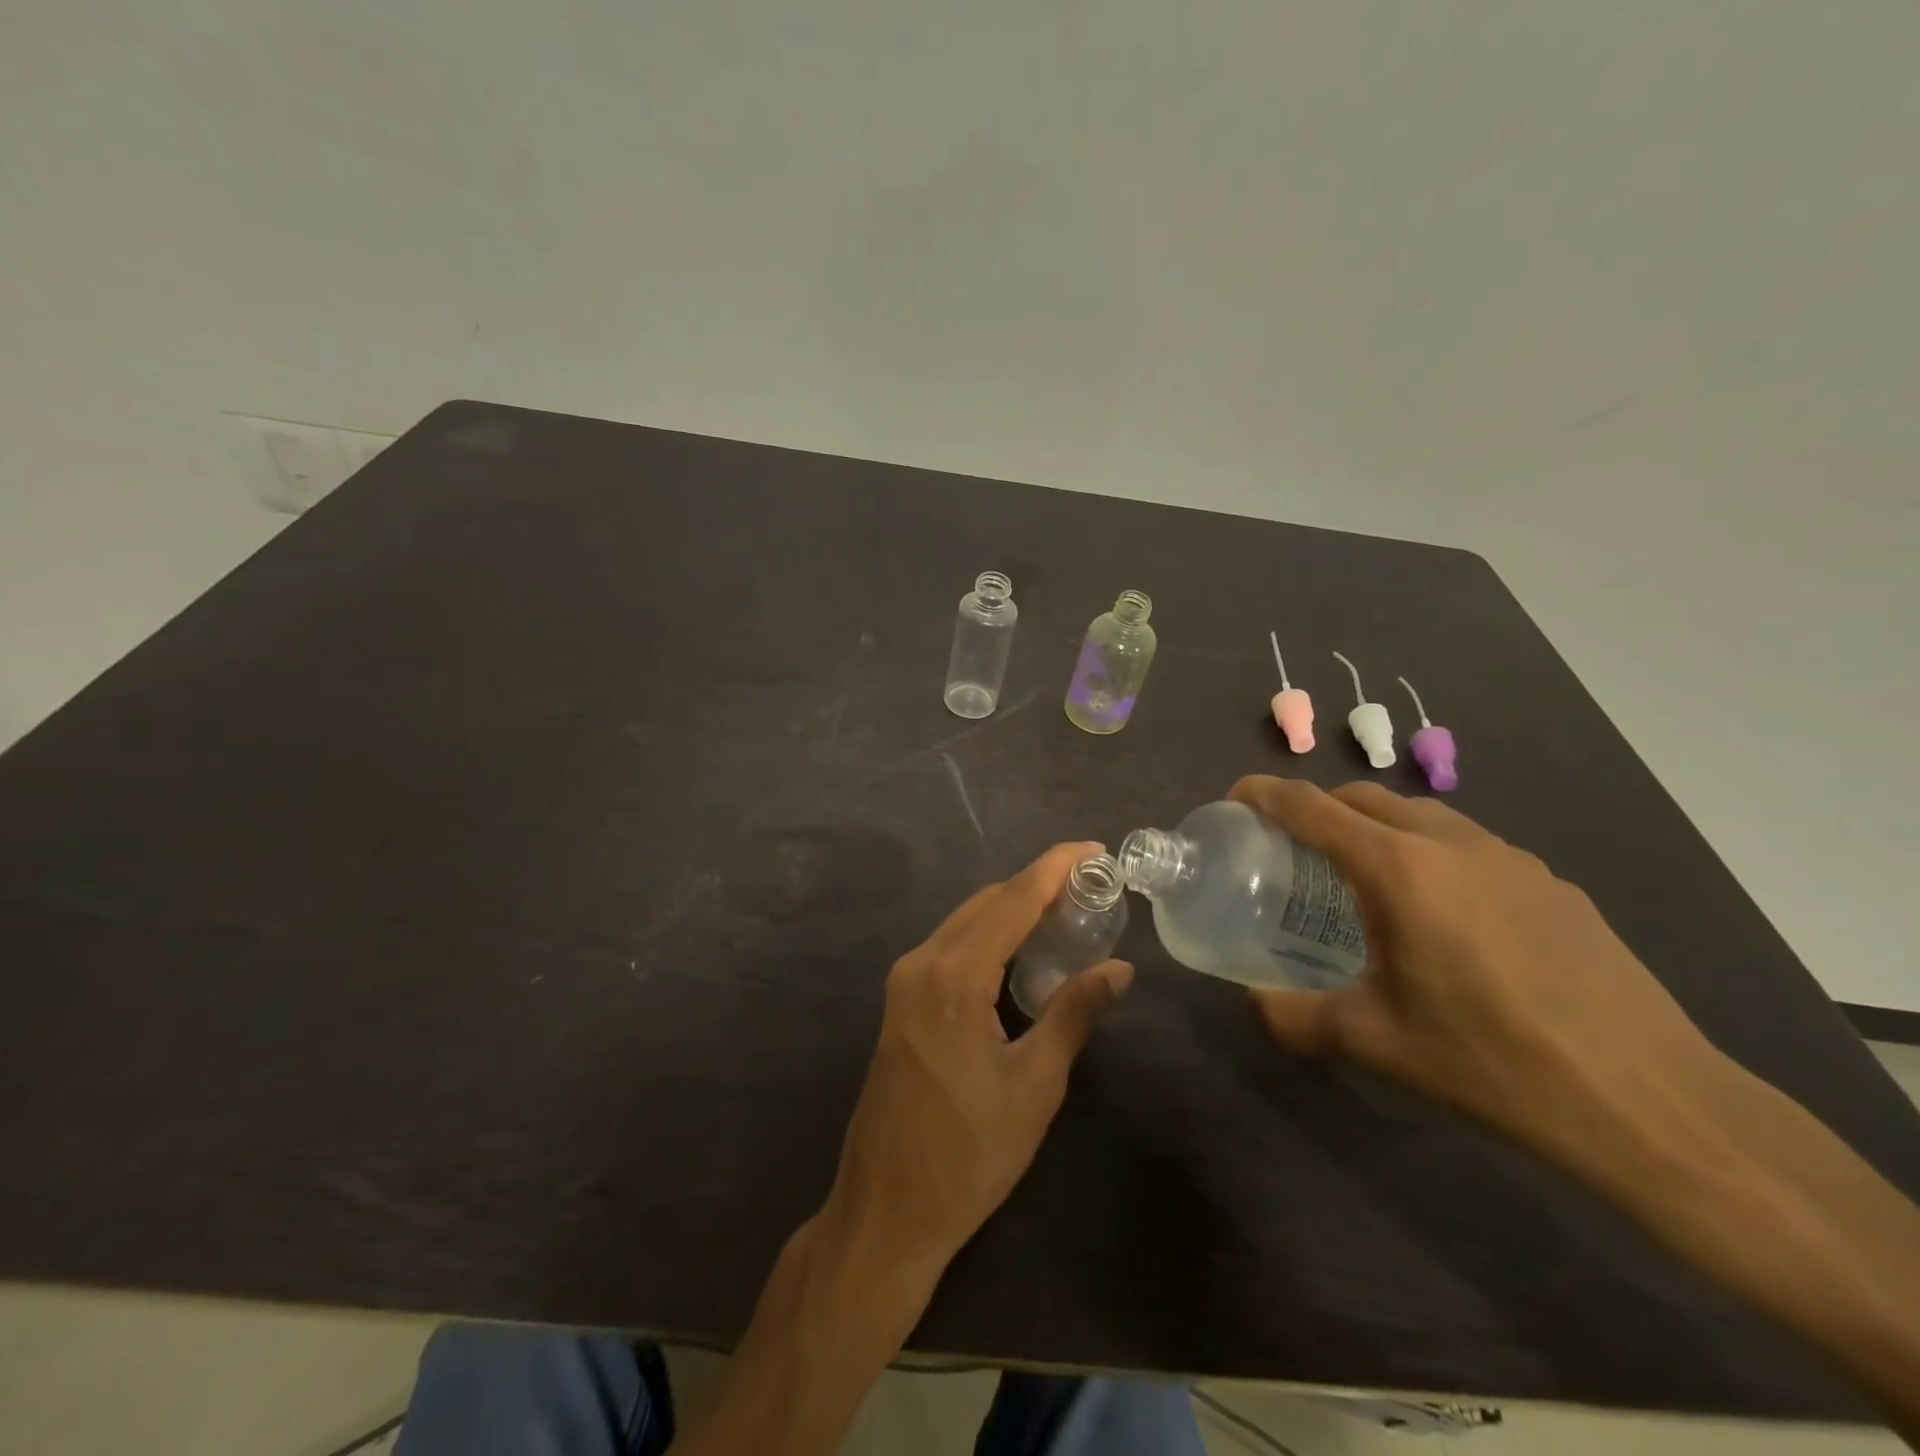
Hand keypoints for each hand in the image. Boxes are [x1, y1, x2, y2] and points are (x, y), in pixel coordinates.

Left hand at [822, 842, 1132, 1292]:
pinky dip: (988, 934)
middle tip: (1090, 887)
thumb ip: (1075, 1014)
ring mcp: (903, 982)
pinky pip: (950, 946)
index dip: (1055, 868)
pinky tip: (1020, 950)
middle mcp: (921, 963)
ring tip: (1065, 912)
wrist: (887, 1210)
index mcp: (954, 976)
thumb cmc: (969, 1153)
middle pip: (987, 903)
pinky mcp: (899, 1002)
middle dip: (1037, 885)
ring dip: (1012, 908)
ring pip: (966, 921)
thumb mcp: (1035, 1084)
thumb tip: (1119, 970)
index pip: (1013, 900)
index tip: (1094, 849)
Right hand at [1229, 777, 1721, 1168]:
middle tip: (1292, 846)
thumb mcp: (1374, 1043)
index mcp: (1399, 869)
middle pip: (1365, 797)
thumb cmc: (1492, 1062)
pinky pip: (1470, 845)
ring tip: (1364, 877)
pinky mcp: (1555, 885)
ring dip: (1377, 826)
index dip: (1265, 793)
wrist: (1653, 1104)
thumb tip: (1254, 1003)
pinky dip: (1430, 853)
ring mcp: (1512, 859)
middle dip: (1319, 807)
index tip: (1235, 797)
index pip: (1312, 807)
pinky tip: (1443, 915)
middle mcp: (1453, 844)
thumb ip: (1295, 1017)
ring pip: (1422, 814)